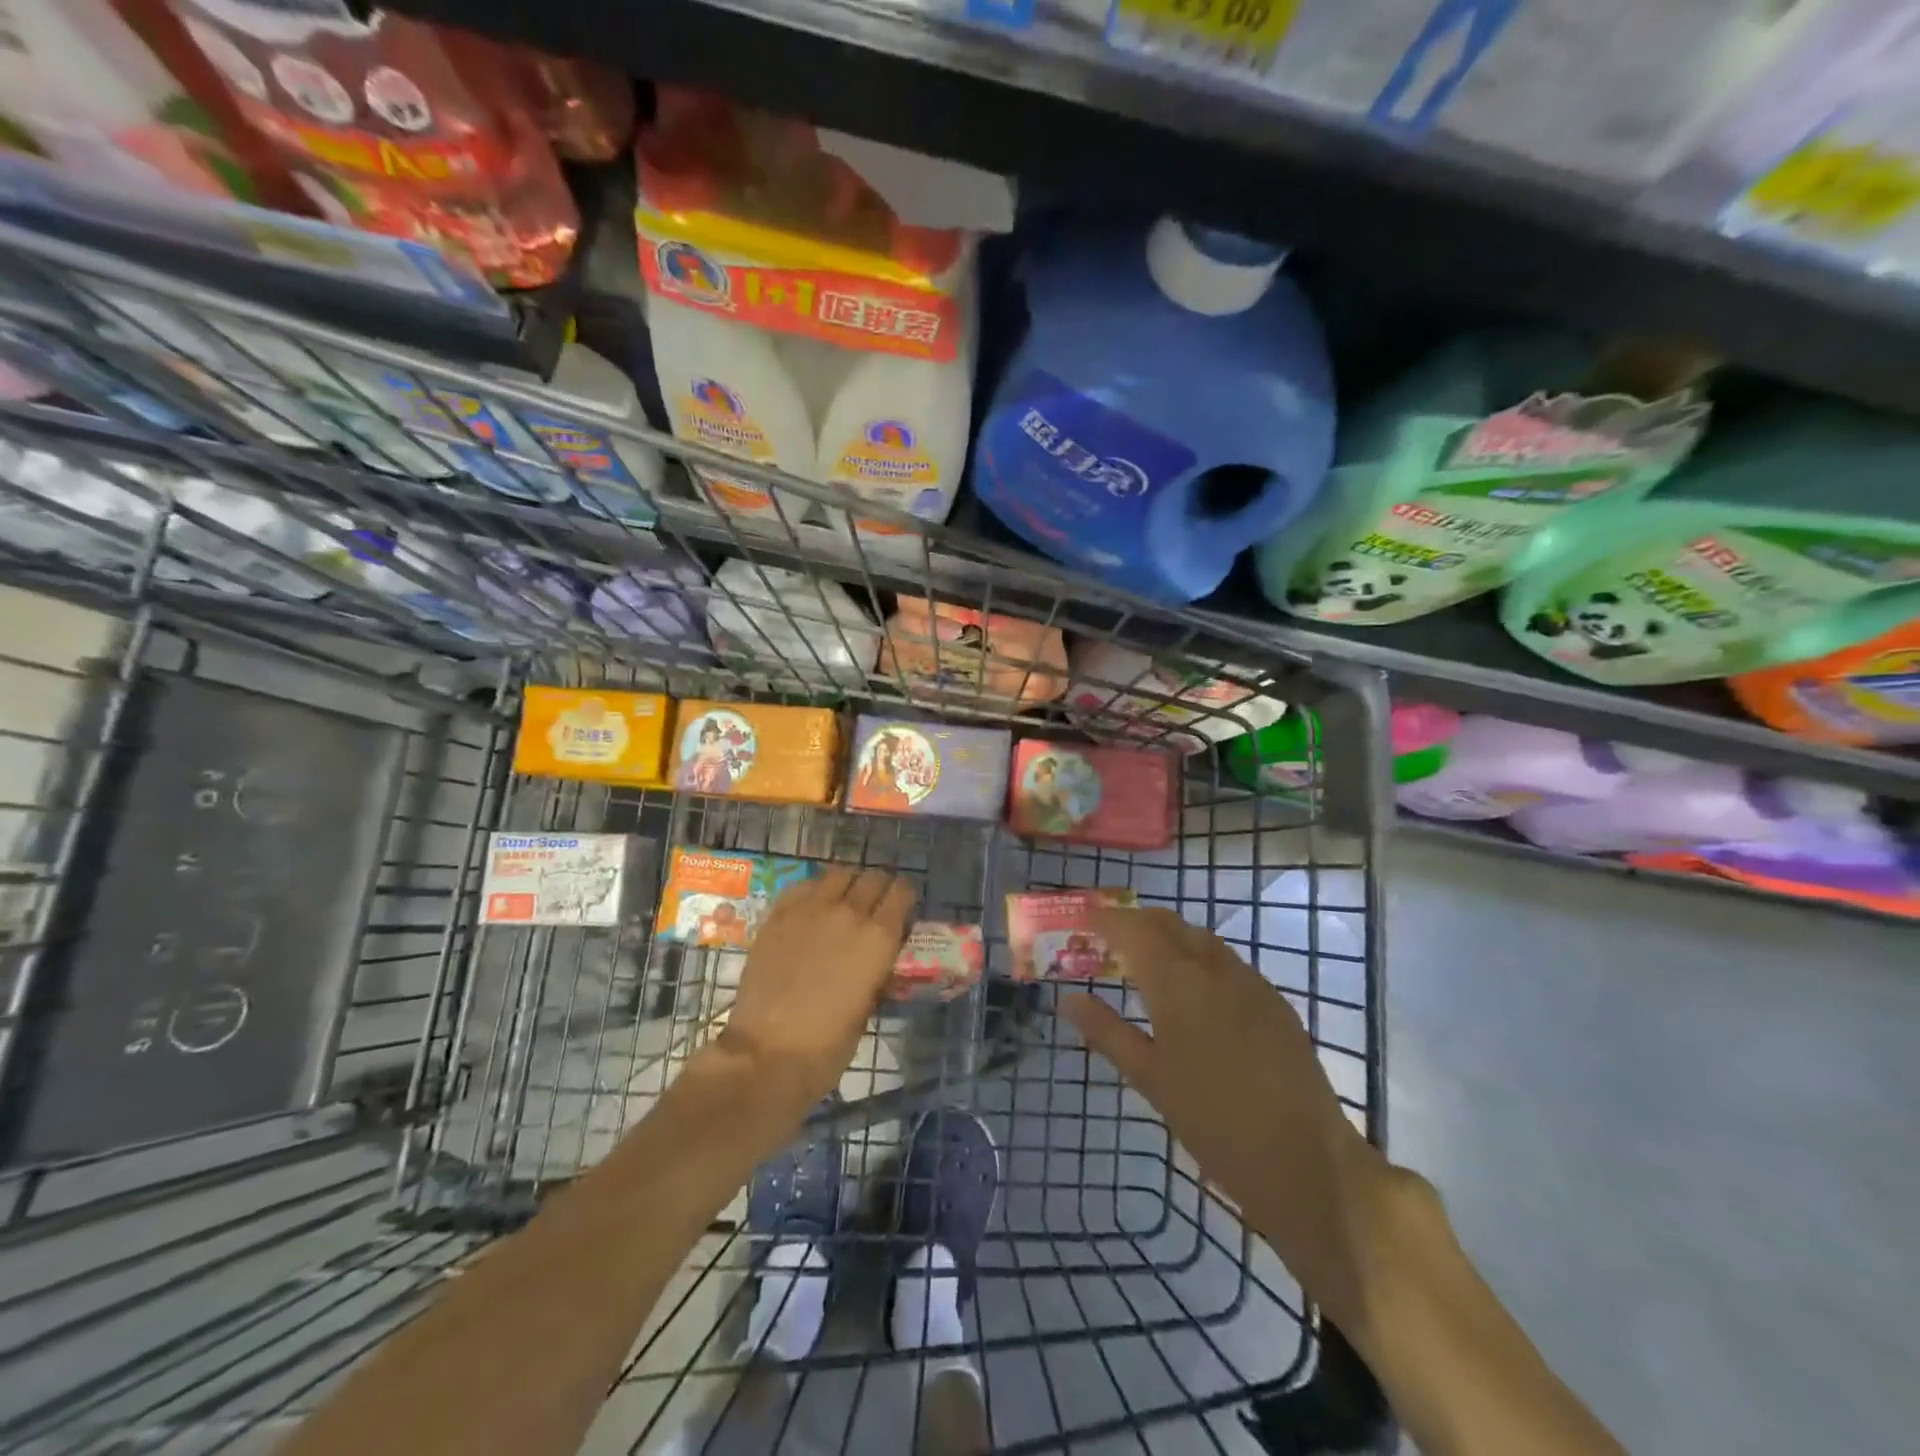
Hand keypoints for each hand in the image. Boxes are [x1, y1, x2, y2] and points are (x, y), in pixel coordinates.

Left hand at [716, 867, 914, 1113]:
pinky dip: (814, 889)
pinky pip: (803, 885)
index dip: (904, 897)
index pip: (902, 892)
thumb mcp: (868, 1006)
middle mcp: (850, 912)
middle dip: (879, 886)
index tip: (902, 907)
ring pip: (838, 873)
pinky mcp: (779, 915)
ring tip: (843, 899)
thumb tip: (876, 959)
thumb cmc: (828, 1044)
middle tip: (875, 903)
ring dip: (847, 883)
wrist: (768, 1051)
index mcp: (879, 937)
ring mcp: (811, 909)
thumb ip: (876, 971)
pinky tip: (811, 906)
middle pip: (873, 877)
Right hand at [1060, 907, 1392, 1335]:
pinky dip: (1199, 958)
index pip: (1133, 929)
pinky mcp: (1275, 1002)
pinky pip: (1227, 962)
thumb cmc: (1212, 1122)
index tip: (1083, 920)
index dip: (1106, 919)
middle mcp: (1214, 968)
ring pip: (1201, 939)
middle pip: (1169, 923)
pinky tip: (1193, 991)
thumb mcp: (1149, 1078)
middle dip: (1136, 922)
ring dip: (1169, 938)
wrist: (1306, 1161)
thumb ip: (1106, 1032)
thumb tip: (1068, 998)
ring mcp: (1251, 982)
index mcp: (1178, 982)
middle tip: (1108, 940)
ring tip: (1145, 962)